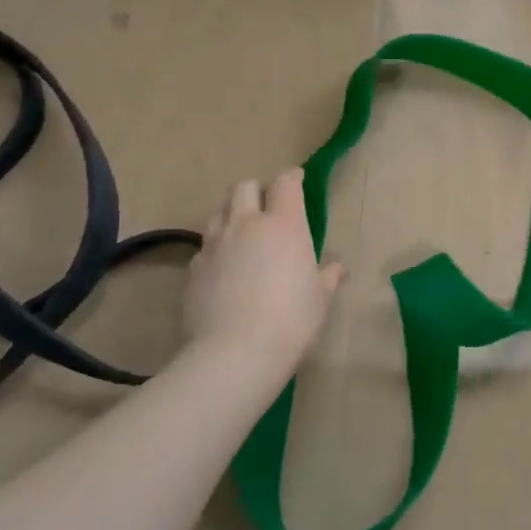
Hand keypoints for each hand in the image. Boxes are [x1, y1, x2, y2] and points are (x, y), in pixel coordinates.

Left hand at [183, 168, 343, 377]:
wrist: (237, 351)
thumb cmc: (292, 318)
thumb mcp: (321, 298)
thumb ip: (328, 276)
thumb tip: (337, 268)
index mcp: (283, 224)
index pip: (285, 183)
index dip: (292, 178)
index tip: (297, 180)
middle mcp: (245, 225)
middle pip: (243, 187)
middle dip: (256, 190)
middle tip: (267, 207)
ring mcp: (214, 245)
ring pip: (218, 213)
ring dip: (232, 216)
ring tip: (243, 236)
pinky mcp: (193, 269)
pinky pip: (205, 248)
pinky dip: (216, 250)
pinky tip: (225, 271)